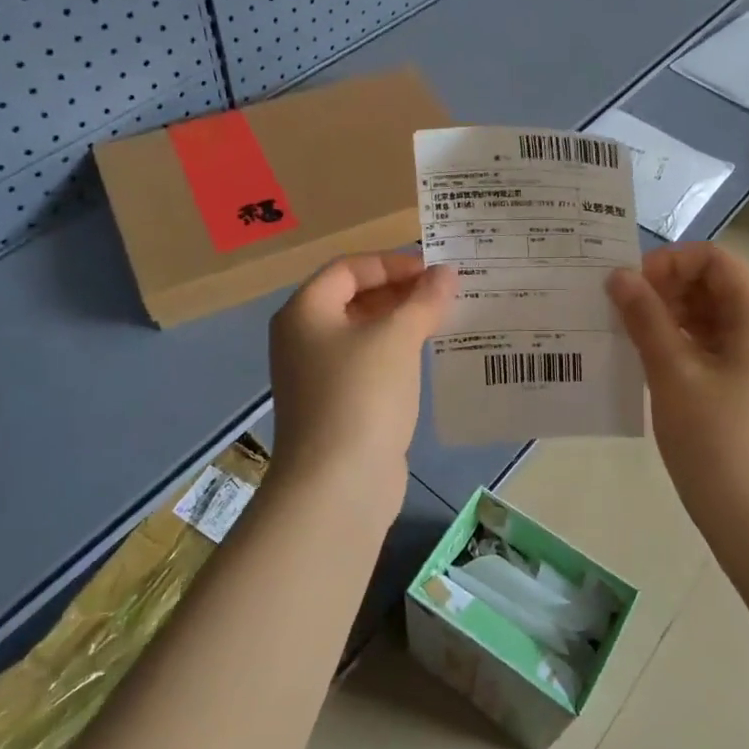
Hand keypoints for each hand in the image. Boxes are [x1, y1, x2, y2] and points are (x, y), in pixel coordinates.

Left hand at [268, 252, 453, 505]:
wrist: (338, 484)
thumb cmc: (362, 395)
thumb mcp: (397, 338)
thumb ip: (423, 300)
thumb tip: (445, 274)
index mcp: (305, 312)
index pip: (349, 268)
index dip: (392, 263)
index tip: (434, 272)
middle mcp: (303, 339)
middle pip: (353, 299)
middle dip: (400, 293)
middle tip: (445, 295)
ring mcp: (317, 376)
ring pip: (363, 334)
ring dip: (401, 324)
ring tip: (444, 322)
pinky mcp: (336, 406)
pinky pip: (368, 366)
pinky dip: (396, 356)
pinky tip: (427, 360)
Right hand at [607, 244, 748, 531]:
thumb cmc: (716, 442)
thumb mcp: (673, 374)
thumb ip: (645, 318)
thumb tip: (618, 275)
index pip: (714, 260)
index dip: (671, 262)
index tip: (632, 286)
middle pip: (711, 284)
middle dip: (664, 288)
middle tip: (619, 310)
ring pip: (707, 314)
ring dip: (666, 314)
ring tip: (625, 333)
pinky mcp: (743, 382)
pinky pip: (707, 343)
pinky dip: (676, 340)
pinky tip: (644, 357)